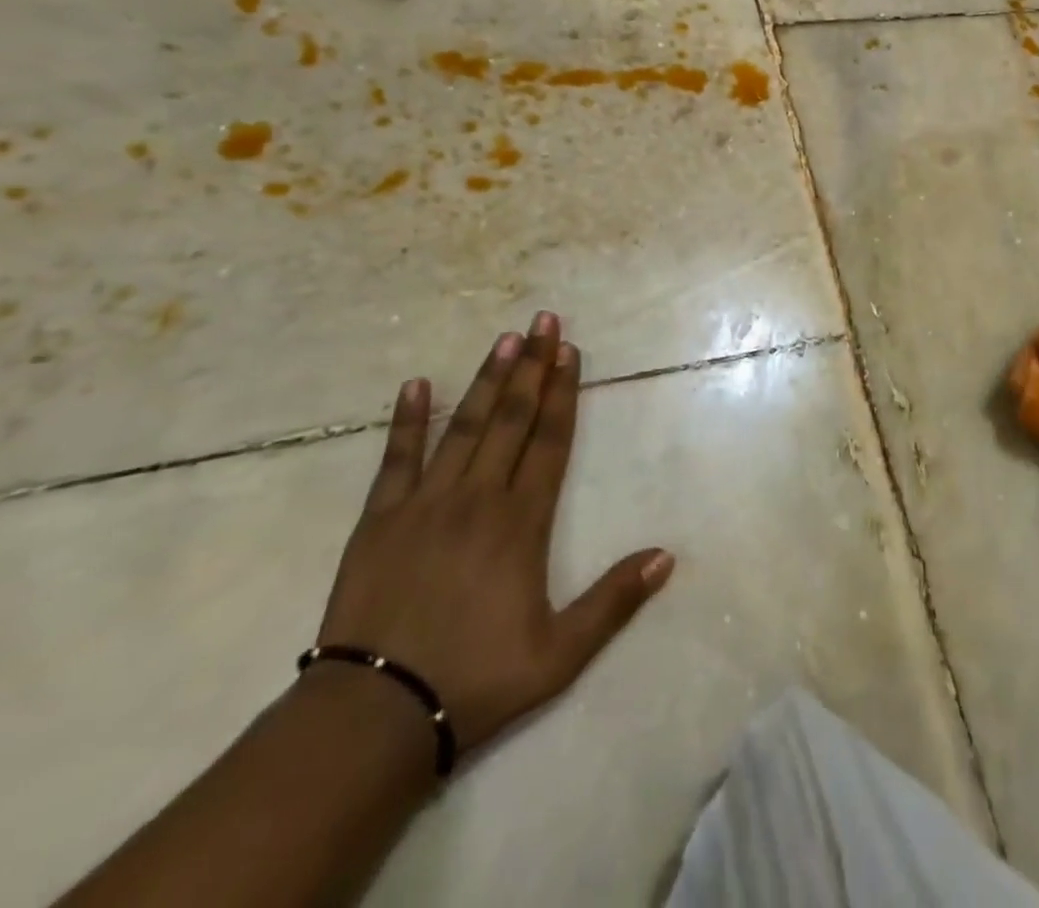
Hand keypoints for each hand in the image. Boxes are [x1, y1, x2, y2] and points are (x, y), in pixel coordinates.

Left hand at [316, 312, 673, 757]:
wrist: (372, 718)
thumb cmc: (474, 680)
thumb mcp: (559, 655)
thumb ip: (613, 602)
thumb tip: (667, 556)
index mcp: (521, 523)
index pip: (550, 441)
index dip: (563, 393)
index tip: (570, 351)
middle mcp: (478, 498)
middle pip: (510, 419)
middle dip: (531, 367)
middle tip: (543, 321)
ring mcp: (425, 504)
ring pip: (464, 426)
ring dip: (486, 379)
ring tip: (504, 338)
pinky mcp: (379, 520)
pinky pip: (397, 459)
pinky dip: (407, 420)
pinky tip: (415, 384)